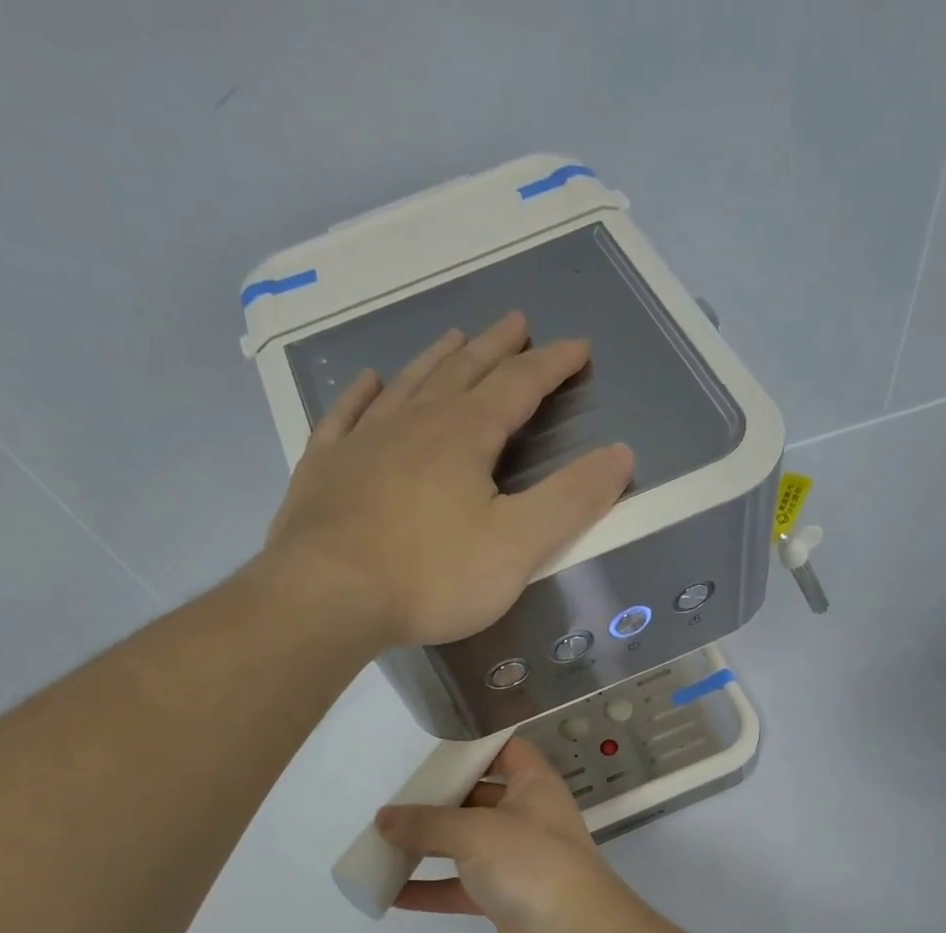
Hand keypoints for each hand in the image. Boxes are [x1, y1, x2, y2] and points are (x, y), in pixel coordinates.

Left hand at [263, 312, 634, 649]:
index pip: (519, 386)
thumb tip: (621, 454)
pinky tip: (369, 382)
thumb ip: (572, 500)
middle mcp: (414, 423)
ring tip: (454, 338)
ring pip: (407, 386)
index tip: (577, 348)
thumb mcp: (518, 545)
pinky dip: (362, 395)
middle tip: (515, 321)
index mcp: (465, 435)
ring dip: (436, 360)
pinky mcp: (324, 469)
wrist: (327, 597)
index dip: (551, 365)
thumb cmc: (431, 575)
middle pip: (463, 372)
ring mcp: (362, 442)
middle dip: (496, 348)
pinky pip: (346, 416)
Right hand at [375, 738, 647, 932]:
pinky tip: (391, 893)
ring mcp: (516, 858)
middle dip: (437, 800)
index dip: (473, 746)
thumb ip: (427, 823)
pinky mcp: (505, 896)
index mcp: (532, 784)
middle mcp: (526, 815)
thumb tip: (384, 818)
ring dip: (427, 846)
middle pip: (476, 798)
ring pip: (465, 845)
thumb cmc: (531, 862)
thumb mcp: (475, 832)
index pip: (505, 750)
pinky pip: (460, 887)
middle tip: (394, 801)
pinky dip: (430, 889)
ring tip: (381, 843)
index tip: (431, 751)